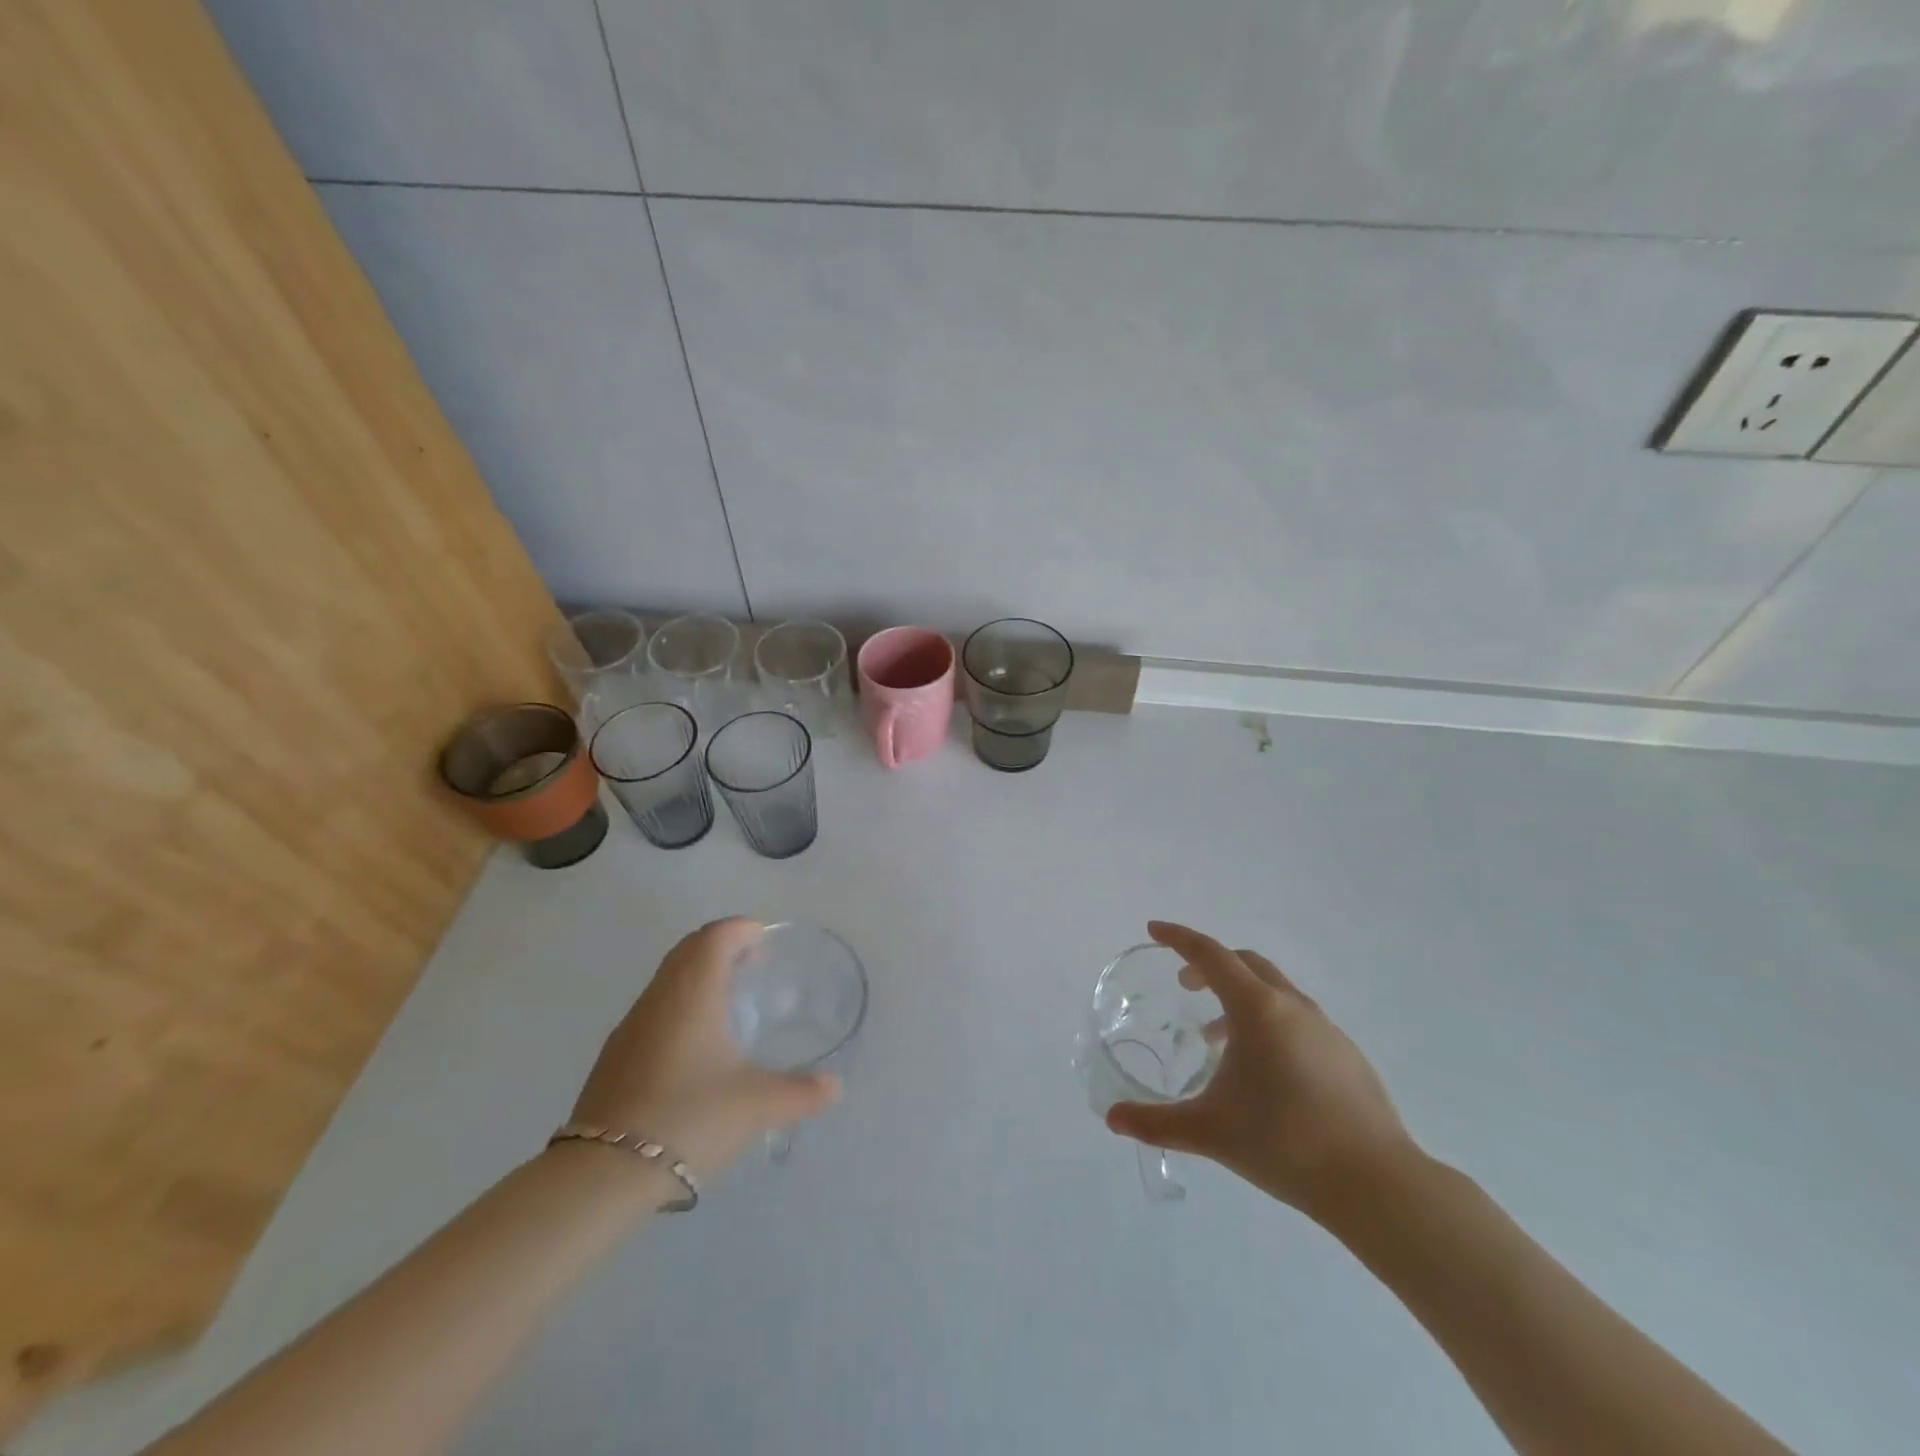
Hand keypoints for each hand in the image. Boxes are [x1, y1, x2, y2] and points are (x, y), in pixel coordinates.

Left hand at [567, 918, 839, 1181]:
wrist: (603, 1175)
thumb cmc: (690, 1118)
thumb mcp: (757, 1105)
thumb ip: (801, 1092)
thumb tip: (835, 1087)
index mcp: (693, 992)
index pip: (716, 935)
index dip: (742, 929)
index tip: (765, 942)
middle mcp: (659, 997)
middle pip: (689, 949)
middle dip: (722, 947)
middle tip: (753, 966)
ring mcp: (630, 1027)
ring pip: (668, 979)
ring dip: (698, 976)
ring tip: (728, 1005)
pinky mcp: (614, 1057)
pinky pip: (653, 1009)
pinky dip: (679, 1006)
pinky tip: (695, 1048)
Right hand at [1105, 921, 1415, 1220]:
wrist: (1376, 1183)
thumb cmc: (1284, 1143)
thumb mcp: (1210, 1131)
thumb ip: (1155, 1123)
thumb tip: (1112, 1119)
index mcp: (1258, 1008)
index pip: (1210, 955)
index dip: (1179, 938)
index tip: (1154, 930)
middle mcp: (1292, 1006)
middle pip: (1245, 963)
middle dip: (1210, 965)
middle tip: (1186, 985)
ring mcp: (1326, 1028)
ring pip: (1274, 991)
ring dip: (1240, 998)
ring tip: (1217, 1038)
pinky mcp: (1347, 1055)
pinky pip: (1297, 1018)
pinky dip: (1269, 1022)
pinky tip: (1264, 1071)